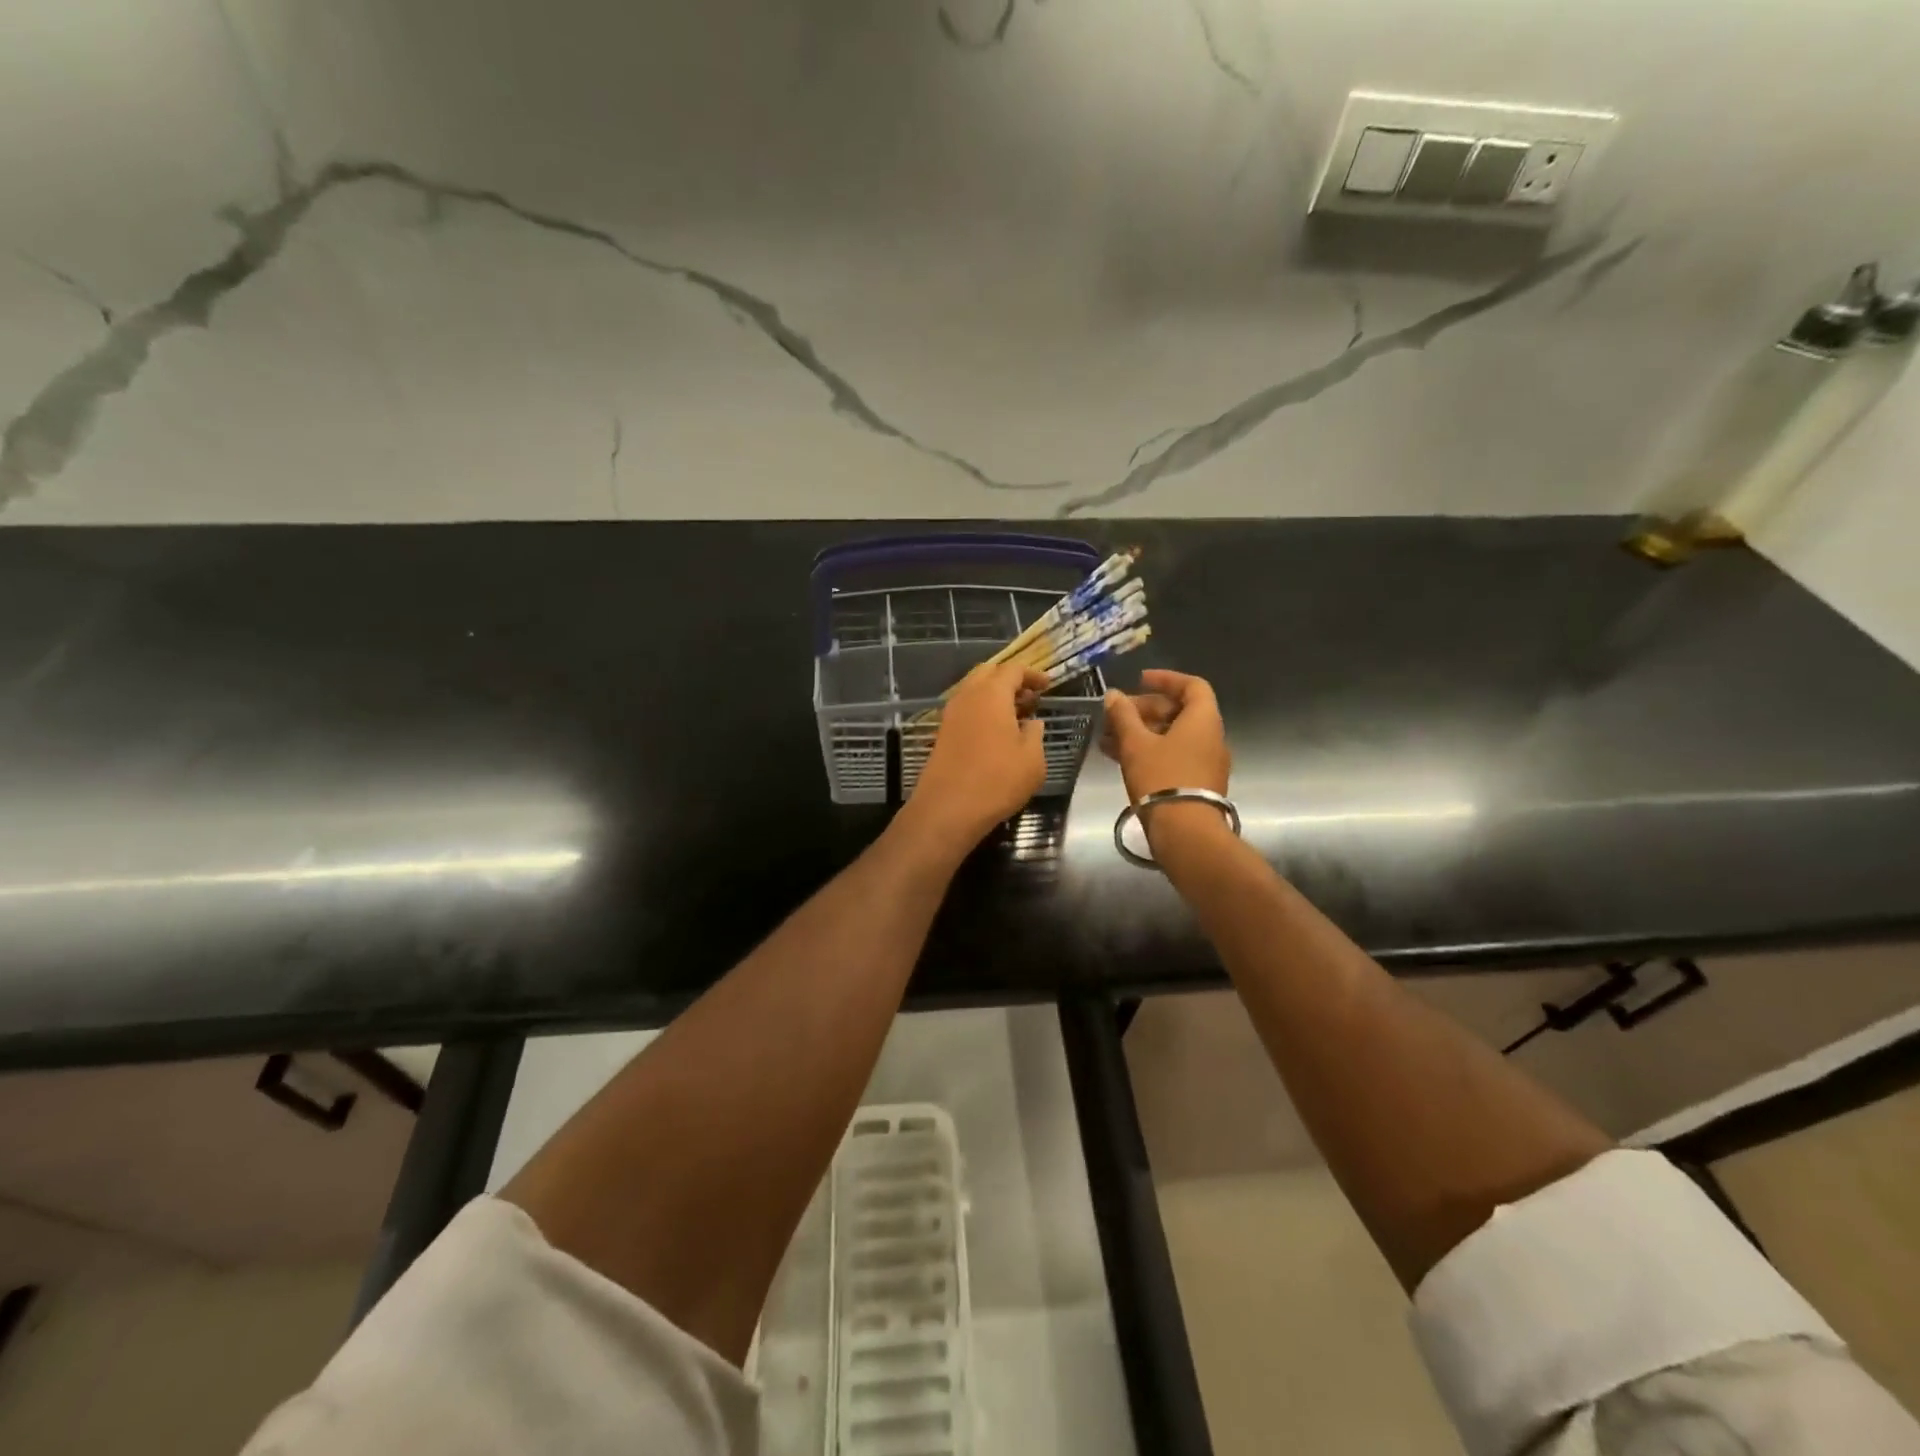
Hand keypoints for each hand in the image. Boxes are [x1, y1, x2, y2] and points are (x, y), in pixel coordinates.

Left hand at [900, 662, 1048, 853]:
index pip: (1013, 669)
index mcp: (991, 694)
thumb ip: (1035, 733)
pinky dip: (982, 711)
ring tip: (1016, 715)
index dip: (1033, 674)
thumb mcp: (1032, 759)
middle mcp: (967, 696)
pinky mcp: (942, 733)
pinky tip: (996, 732)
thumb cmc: (997, 780)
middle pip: (988, 673)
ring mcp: (951, 715)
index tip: (1048, 686)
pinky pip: (965, 709)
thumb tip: (1032, 722)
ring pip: (973, 691)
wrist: (948, 809)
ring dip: (995, 695)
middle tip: (1030, 697)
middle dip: (1010, 679)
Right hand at [1101, 669, 1230, 802]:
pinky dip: (1149, 751)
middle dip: (1145, 710)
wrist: (1185, 832)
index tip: (1139, 680)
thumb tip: (1113, 695)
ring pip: (1172, 737)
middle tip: (1116, 715)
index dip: (1166, 679)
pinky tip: (1120, 758)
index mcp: (1203, 720)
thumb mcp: (1136, 744)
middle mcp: (1211, 737)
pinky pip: (1173, 756)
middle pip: (1179, 712)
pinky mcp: (1197, 783)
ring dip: (1142, 733)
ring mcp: (1206, 762)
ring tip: (1108, 739)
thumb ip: (1123, 716)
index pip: (1192, 685)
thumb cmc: (1162, 778)